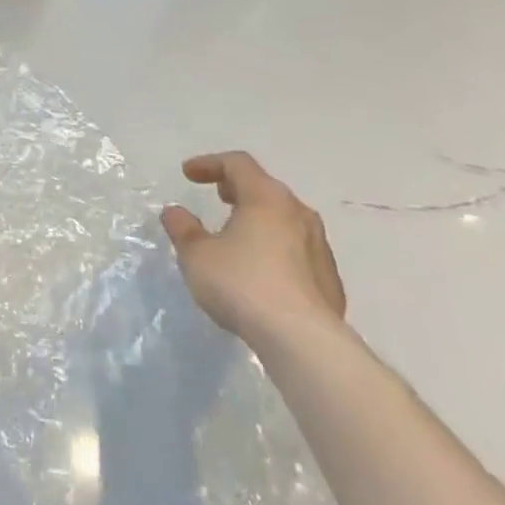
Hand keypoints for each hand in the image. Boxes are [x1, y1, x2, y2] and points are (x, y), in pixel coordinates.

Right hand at [161, 152, 346, 345]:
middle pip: (266, 188)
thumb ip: (184, 229)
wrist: (304, 341)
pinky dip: (276, 249)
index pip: (238, 163)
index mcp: (266, 198)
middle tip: (218, 196)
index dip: (210, 163)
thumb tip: (175, 212)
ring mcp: (320, 247)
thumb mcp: (197, 254)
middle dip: (238, 188)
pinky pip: (298, 251)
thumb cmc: (243, 284)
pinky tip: (262, 271)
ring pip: (285, 220)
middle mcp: (298, 214)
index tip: (188, 174)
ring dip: (259, 219)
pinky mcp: (330, 281)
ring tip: (238, 234)